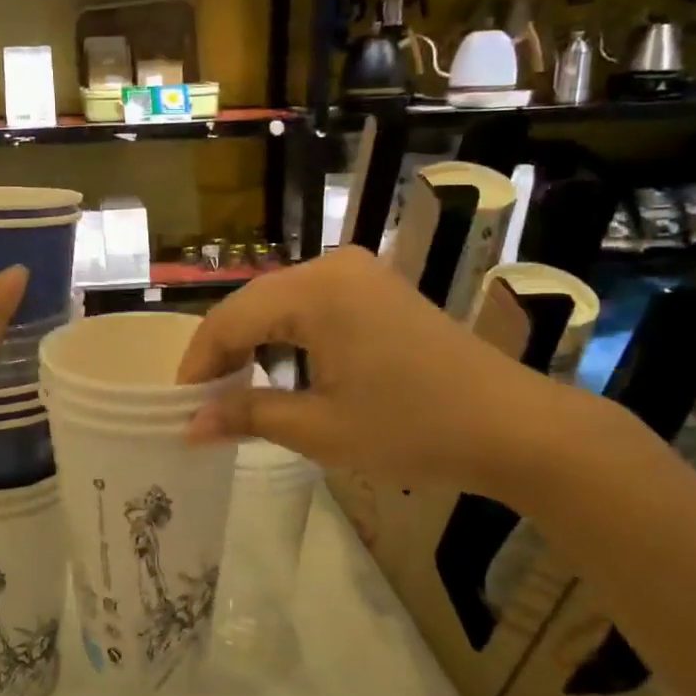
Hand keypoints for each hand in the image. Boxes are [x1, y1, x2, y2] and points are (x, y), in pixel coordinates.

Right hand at [176, 246, 578, 503]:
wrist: (515, 427)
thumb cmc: (413, 428)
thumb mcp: (319, 429)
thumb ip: (247, 415)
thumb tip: (188, 425)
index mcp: (315, 290)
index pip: (229, 319)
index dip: (198, 363)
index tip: (180, 406)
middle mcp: (332, 266)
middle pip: (251, 305)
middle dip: (223, 354)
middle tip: (204, 403)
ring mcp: (359, 274)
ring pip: (279, 304)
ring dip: (253, 344)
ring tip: (236, 392)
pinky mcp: (377, 289)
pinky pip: (311, 305)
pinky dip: (287, 337)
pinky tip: (282, 371)